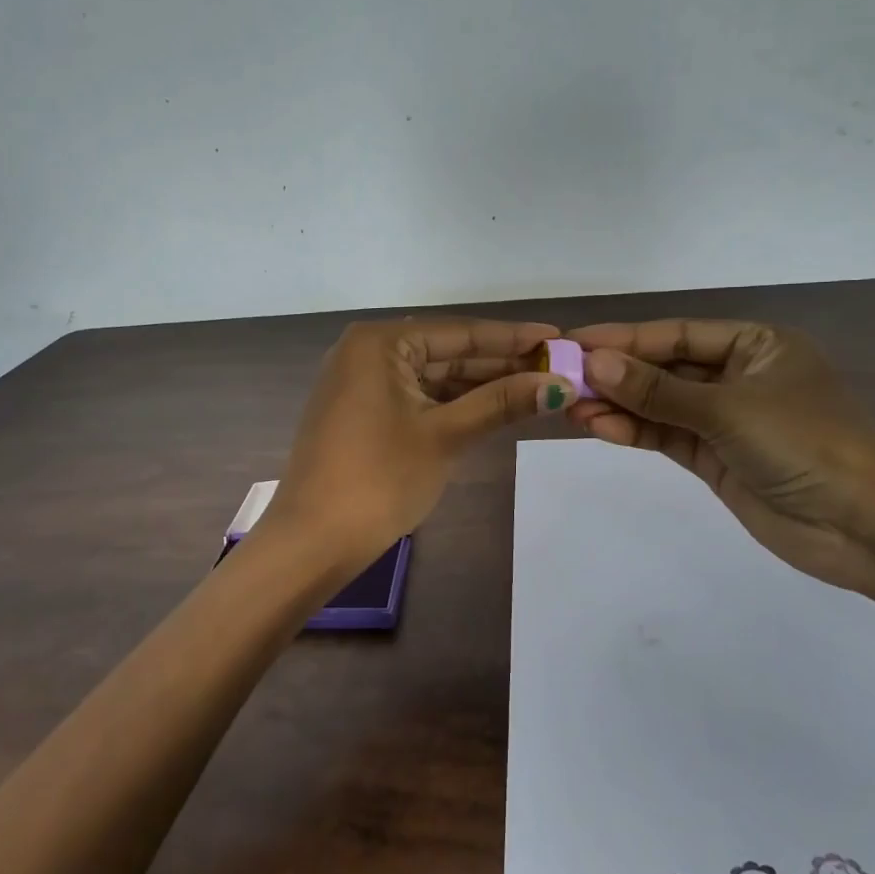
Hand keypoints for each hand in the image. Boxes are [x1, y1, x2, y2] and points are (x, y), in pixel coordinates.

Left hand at [268, 317, 572, 570]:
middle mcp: (366, 352)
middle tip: (557, 367)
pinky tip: (494, 407)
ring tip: (537, 386)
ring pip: (434, 376)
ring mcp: (360, 383)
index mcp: (379, 343)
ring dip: (481, 385)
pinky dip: (454, 404)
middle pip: (447, 352)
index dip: (513, 338)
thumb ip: (501, 403)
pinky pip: (417, 396)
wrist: (314, 541)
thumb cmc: (379, 479)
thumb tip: (560, 384)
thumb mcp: (445, 436)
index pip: (460, 332)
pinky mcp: (361, 412)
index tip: (560, 339)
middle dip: (501, 363)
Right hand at [566, 319, 874, 602]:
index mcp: (755, 345)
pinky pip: (666, 436)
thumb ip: (658, 390)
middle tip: (563, 377)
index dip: (624, 338)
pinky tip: (599, 428)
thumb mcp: (728, 409)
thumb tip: (595, 364)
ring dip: (618, 405)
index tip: (574, 342)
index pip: (676, 334)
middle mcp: (738, 376)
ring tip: (571, 407)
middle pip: (665, 368)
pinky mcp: (716, 458)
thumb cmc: (806, 444)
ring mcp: (726, 420)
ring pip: (660, 404)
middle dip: (616, 374)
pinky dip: (635, 432)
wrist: (866, 528)